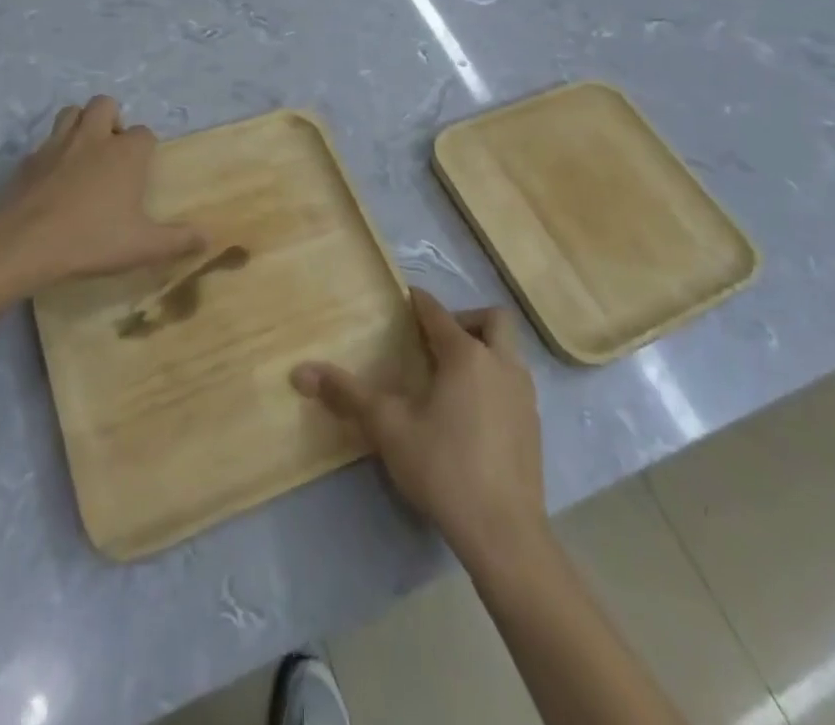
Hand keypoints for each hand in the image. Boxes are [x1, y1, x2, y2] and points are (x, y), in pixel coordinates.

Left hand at [0, 96, 203, 289]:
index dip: (145, 148)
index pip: (144, 133)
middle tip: (113, 151)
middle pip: (105, 104)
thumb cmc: (91, 240)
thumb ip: (178, 240)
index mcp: (125, 153)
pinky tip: (53, 178)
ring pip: (71, 112)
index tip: (143, 169)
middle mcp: (93, 138)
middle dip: (112, 119)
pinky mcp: (28, 159)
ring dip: (81, 123)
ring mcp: (57, 144)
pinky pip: (45, 142)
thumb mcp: (142, 247)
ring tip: (84, 153)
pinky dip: (53, 151)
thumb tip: (209, 237)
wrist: (23, 244)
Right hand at [292, 289, 546, 569]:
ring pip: (508, 352)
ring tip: (450, 379)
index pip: (438, 312)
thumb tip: (299, 371)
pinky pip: (514, 384)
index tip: (401, 301)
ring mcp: (524, 396)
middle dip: (466, 320)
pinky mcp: (534, 427)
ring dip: (483, 351)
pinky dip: (494, 383)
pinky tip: (471, 416)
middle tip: (436, 343)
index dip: (417, 302)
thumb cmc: (444, 468)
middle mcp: (501, 364)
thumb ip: (346, 394)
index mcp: (466, 355)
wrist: (505, 534)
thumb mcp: (387, 428)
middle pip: (492, 319)